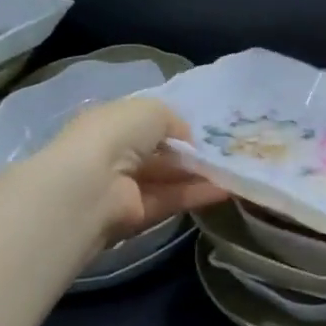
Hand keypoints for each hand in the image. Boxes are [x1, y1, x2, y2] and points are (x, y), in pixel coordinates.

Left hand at [38, 97, 226, 240]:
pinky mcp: (137, 215)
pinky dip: (198, 194)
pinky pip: (171, 200)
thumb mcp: (152, 110)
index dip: (174, 126)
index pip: (146, 123)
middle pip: (160, 153)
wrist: (91, 186)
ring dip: (199, 174)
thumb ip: (174, 120)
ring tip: (233, 170)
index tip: (204, 130)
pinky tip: (226, 189)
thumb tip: (188, 139)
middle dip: (190, 152)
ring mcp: (125, 186)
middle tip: (226, 151)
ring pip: (168, 178)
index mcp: (112, 123)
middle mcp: (116, 154)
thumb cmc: (117, 134)